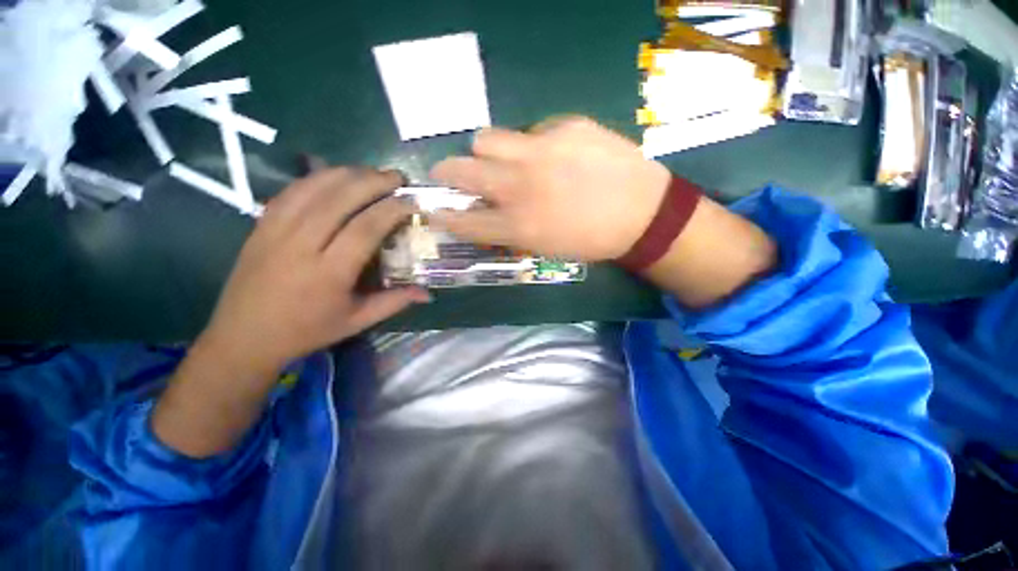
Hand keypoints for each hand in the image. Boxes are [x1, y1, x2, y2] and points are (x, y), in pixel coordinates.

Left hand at [200, 167, 429, 377]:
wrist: (243, 336)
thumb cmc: (307, 330)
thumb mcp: (356, 321)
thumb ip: (394, 302)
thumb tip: (428, 293)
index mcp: (329, 273)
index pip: (366, 228)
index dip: (391, 210)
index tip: (411, 201)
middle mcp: (301, 245)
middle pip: (339, 199)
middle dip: (372, 181)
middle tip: (396, 176)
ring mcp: (276, 231)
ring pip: (313, 188)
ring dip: (346, 173)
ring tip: (371, 172)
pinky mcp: (260, 225)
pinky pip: (291, 191)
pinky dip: (317, 178)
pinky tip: (335, 175)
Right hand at [429, 117, 671, 260]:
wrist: (641, 214)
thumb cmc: (590, 240)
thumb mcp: (544, 246)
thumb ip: (509, 228)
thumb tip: (487, 210)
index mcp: (518, 226)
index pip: (463, 219)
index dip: (444, 215)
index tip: (434, 209)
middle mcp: (520, 187)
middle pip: (460, 170)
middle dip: (447, 173)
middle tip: (450, 174)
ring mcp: (541, 151)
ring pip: (486, 139)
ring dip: (486, 152)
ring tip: (503, 159)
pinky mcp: (565, 127)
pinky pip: (531, 131)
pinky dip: (532, 145)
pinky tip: (554, 155)